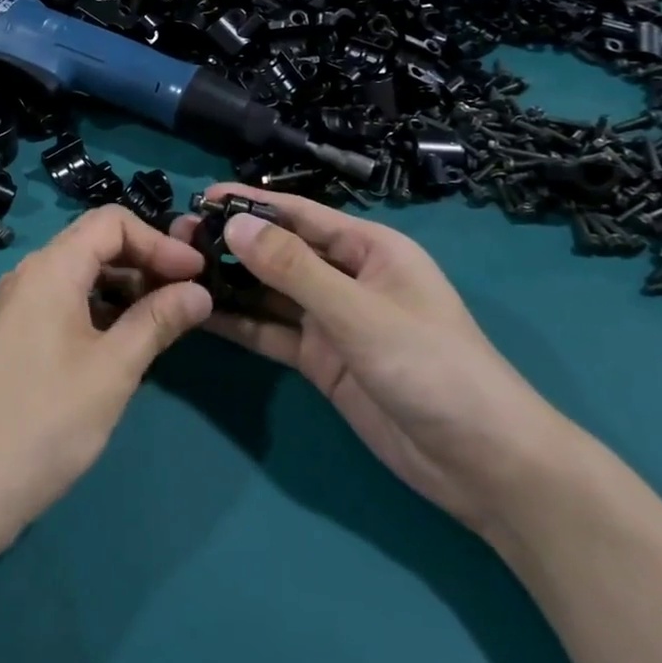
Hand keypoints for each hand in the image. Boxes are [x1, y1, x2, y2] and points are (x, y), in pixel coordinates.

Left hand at [0, 206, 211, 562]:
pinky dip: (99, 312)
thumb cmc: (42, 423)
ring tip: (164, 322)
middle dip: (145, 262)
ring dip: (124, 289)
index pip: (111, 222)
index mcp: (50, 269)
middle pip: (94, 245)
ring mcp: (15, 308)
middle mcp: (28, 276)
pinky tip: (124, 345)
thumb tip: (199, 291)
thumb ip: (157, 322)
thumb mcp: (112, 371)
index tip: (198, 275)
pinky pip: (63, 305)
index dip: (159, 241)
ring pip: (79, 277)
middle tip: (188, 297)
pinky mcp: (11, 338)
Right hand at [174, 185, 578, 537]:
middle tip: (177, 240)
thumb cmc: (433, 367)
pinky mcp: (322, 360)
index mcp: (369, 249)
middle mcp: (346, 277)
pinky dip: (240, 323)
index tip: (200, 197)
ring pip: (270, 292)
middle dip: (233, 243)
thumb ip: (294, 269)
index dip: (251, 203)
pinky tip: (201, 315)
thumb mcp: (360, 312)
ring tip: (178, 272)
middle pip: (280, 251)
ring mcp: (332, 321)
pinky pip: (272, 331)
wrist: (484, 465)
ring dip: (230, 282)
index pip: (300, 215)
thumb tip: (234, 224)